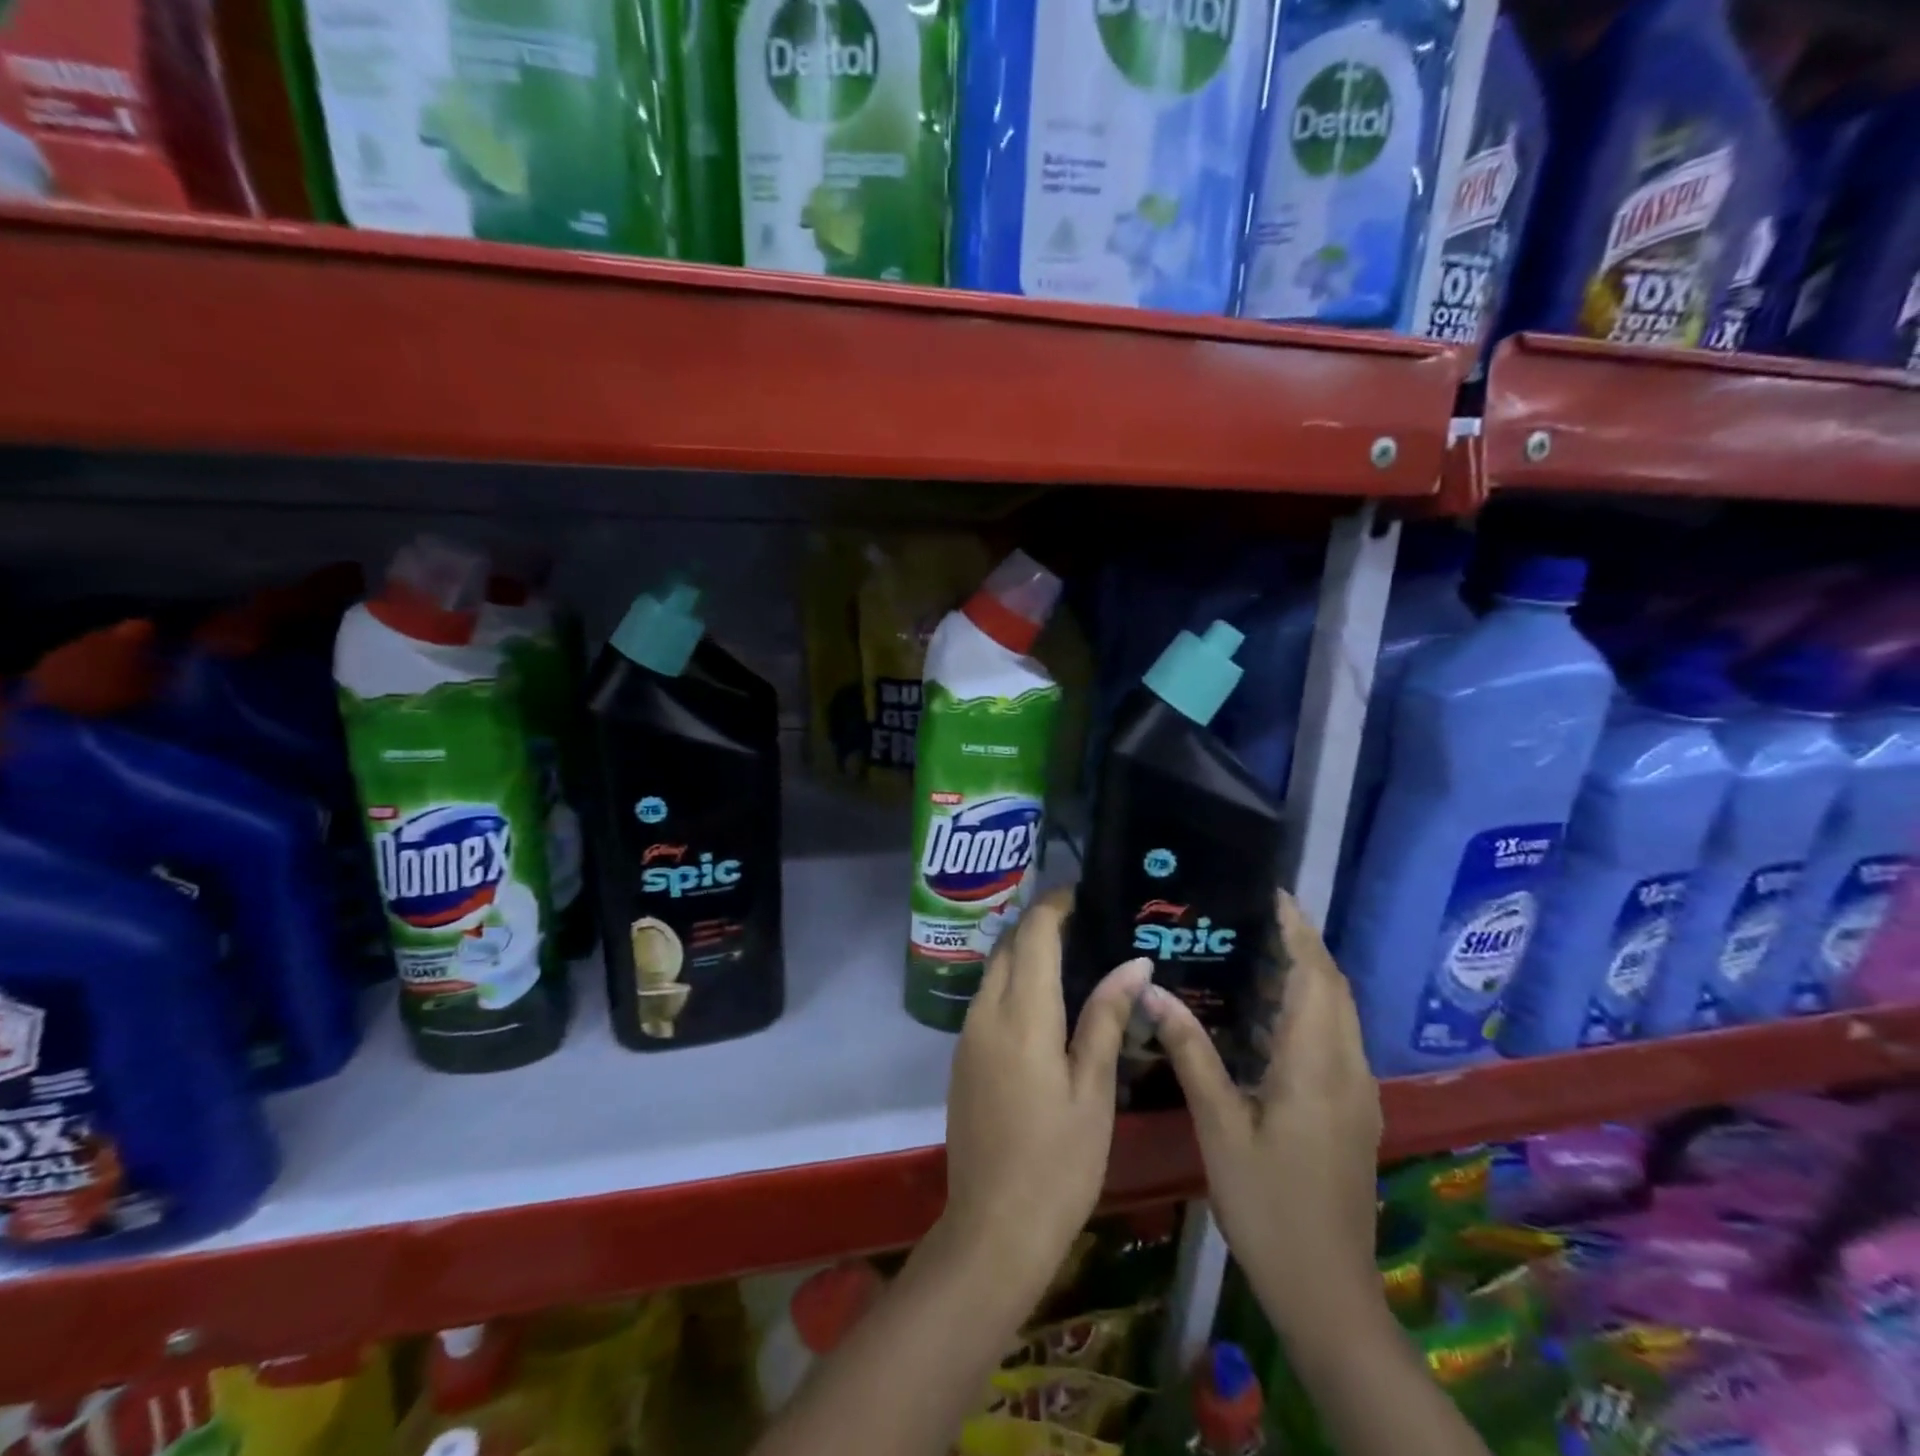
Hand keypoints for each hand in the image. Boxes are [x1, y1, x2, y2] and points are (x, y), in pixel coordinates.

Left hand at [940, 888, 1152, 1299]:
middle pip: (1008, 945)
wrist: (993, 1228)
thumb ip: (1106, 1018)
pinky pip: (987, 999)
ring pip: (994, 970)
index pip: (1034, 935)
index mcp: (1022, 1015)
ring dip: (1024, 952)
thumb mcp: (1093, 1090)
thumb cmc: (1059, 1162)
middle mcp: (986, 1013)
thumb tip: (1133, 964)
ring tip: (1071, 955)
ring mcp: (968, 1035)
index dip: (1055, 905)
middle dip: (1040, 923)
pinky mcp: (962, 1057)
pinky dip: (1013, 982)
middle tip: (1085, 923)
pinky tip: (1044, 1001)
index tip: (1084, 893)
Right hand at [1145, 891, 1382, 1339]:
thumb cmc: (1268, 1205)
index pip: (1316, 977)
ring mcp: (1358, 1092)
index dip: (1298, 931)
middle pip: (1334, 987)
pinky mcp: (1353, 1110)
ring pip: (1338, 1013)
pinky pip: (1334, 1038)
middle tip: (1252, 916)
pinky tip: (1267, 1016)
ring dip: (1307, 975)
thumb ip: (1191, 1053)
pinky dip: (1309, 1008)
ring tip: (1254, 951)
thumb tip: (1154, 991)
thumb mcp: (1220, 1127)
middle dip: (1302, 944)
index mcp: (1317, 1066)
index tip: (1271, 894)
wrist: (1328, 1291)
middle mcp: (1348, 1069)